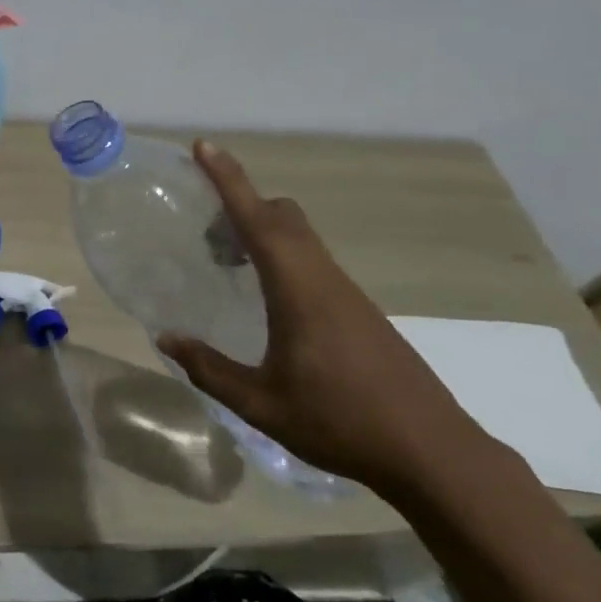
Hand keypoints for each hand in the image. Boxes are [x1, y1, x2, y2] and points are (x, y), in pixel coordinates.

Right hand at [156, 143, 493, 495]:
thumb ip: (208, 369)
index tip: (204, 147)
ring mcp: (347, 294)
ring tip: (225, 263)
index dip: (229, 180)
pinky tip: (265, 299)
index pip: (258, 219)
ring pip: (300, 237)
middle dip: (242, 203)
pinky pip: (312, 261)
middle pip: (284, 216)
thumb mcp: (260, 403)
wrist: (434, 454)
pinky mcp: (359, 311)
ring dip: (262, 232)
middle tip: (204, 231)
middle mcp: (324, 279)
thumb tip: (165, 338)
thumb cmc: (341, 423)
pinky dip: (280, 257)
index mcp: (299, 290)